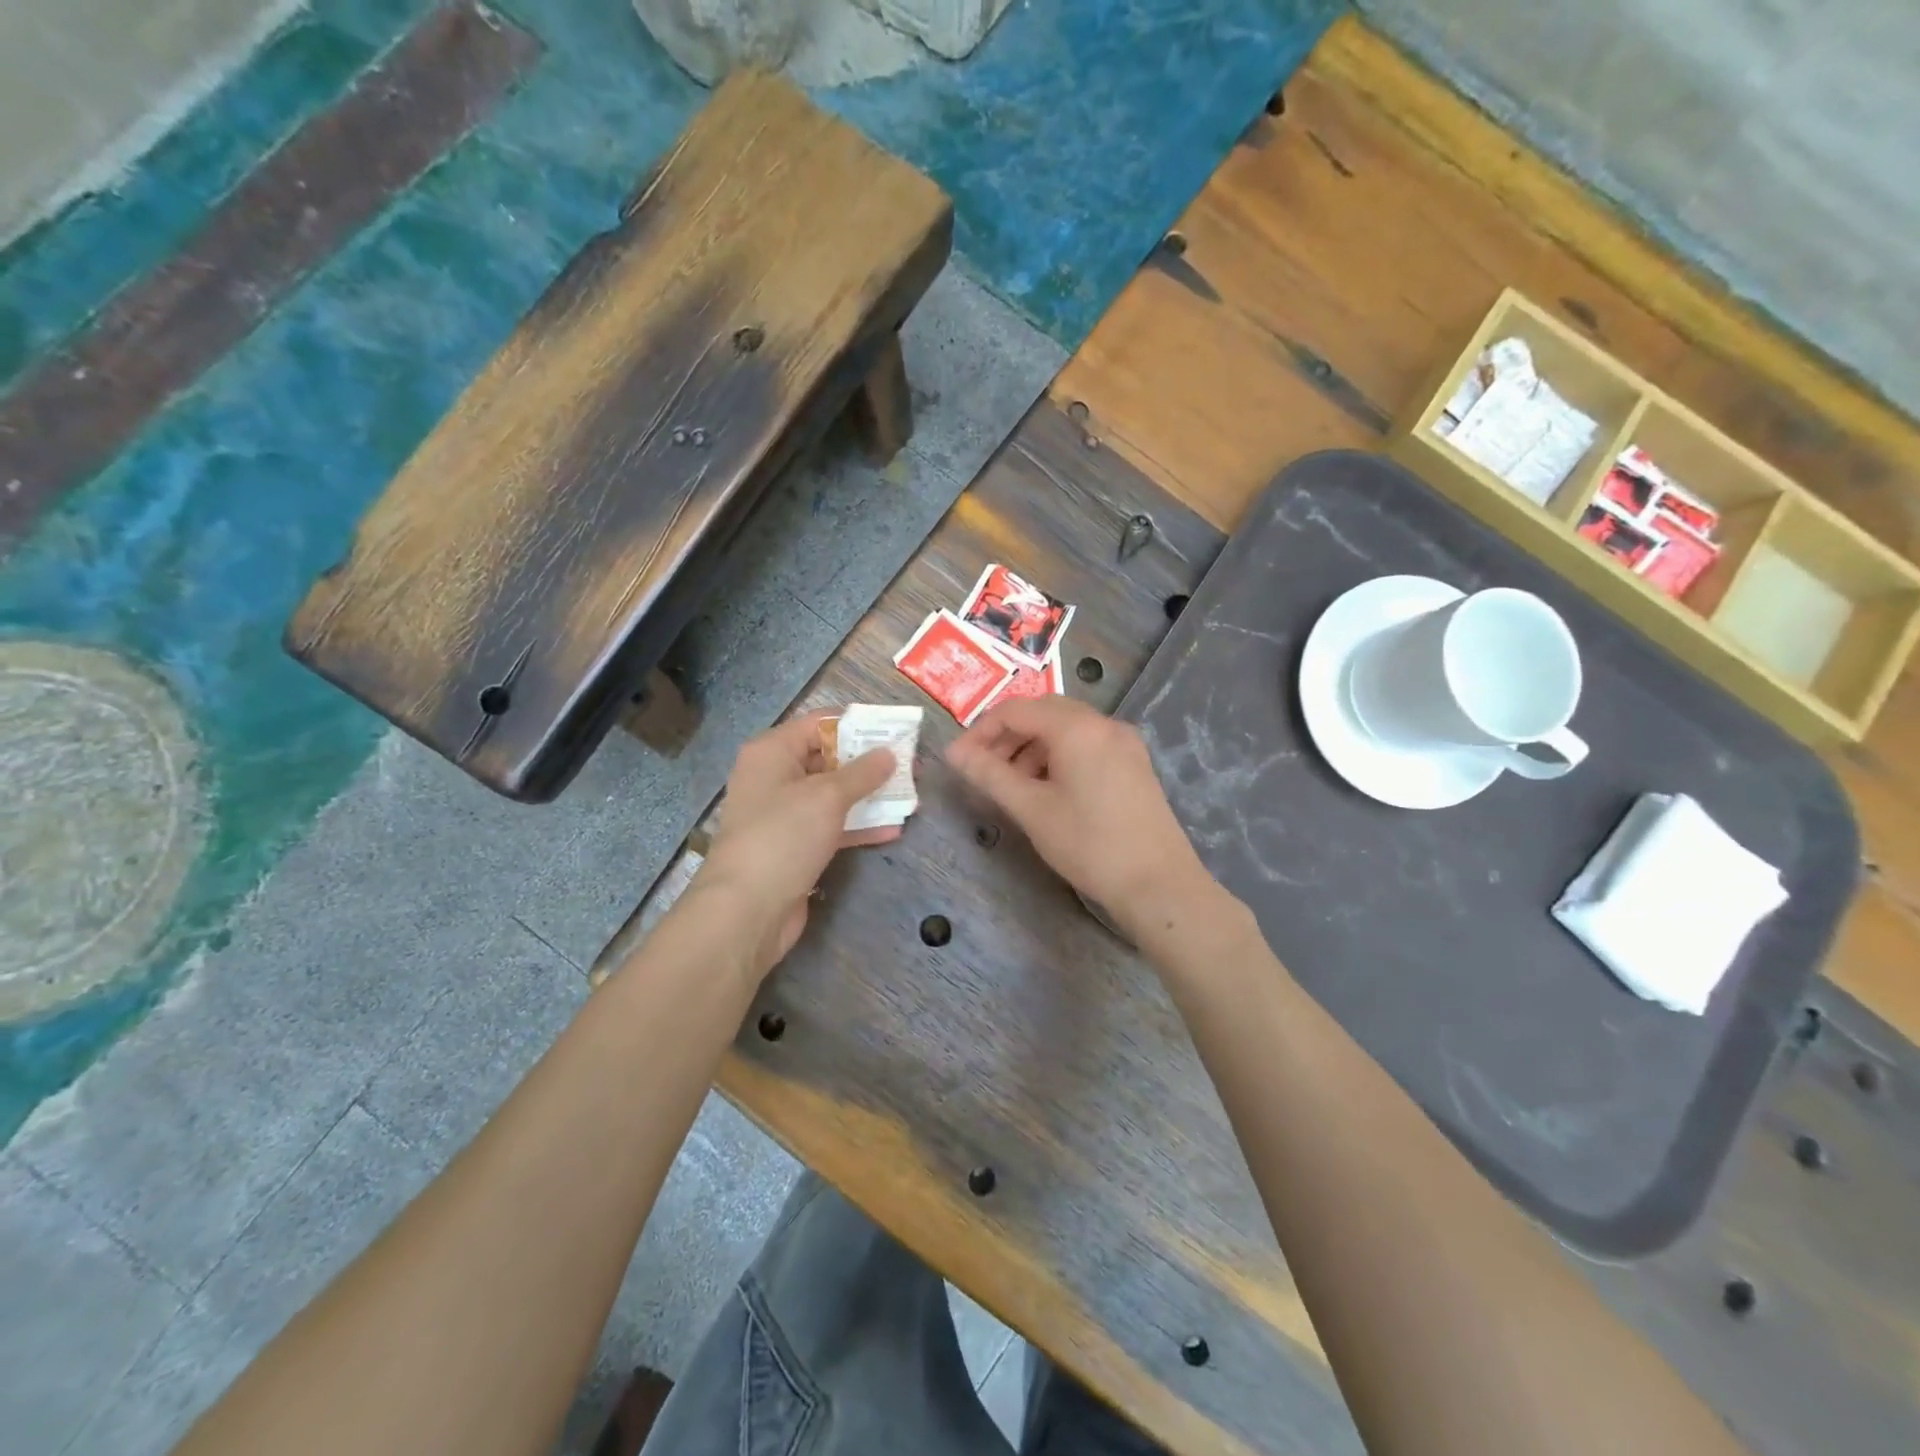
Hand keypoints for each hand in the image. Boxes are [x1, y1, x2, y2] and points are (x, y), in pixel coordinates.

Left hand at [694, 711, 898, 978]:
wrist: (747, 910)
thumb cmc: (784, 836)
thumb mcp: (828, 796)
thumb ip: (862, 772)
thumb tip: (889, 753)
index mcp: (772, 752)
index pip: (818, 723)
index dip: (857, 724)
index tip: (895, 730)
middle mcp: (774, 777)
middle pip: (828, 758)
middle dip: (869, 763)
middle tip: (910, 764)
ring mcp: (784, 814)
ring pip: (833, 795)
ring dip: (869, 795)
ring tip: (910, 795)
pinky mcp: (795, 846)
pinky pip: (831, 826)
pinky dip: (859, 825)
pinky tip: (893, 828)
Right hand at [945, 697, 1211, 936]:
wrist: (1158, 884)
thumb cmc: (1089, 844)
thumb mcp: (1031, 809)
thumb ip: (990, 774)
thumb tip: (954, 753)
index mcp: (1077, 727)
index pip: (1015, 710)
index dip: (981, 731)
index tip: (959, 761)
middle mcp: (1104, 724)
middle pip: (1042, 713)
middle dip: (1007, 737)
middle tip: (983, 771)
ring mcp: (1124, 743)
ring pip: (1065, 729)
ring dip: (1032, 748)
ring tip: (1012, 786)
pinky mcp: (1134, 764)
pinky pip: (1087, 745)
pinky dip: (1058, 757)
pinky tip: (1047, 790)